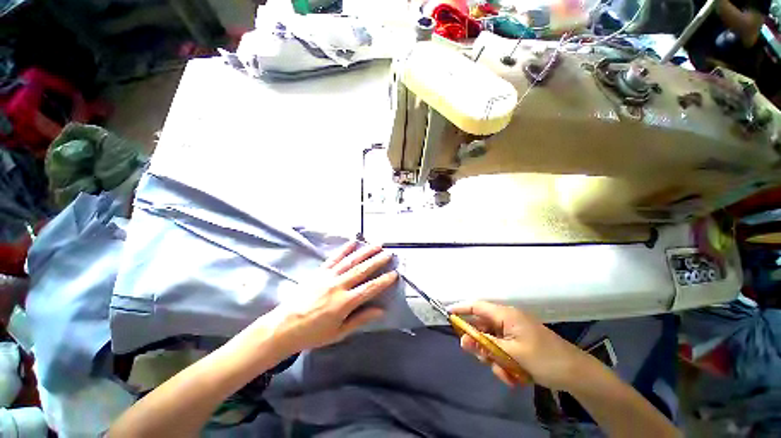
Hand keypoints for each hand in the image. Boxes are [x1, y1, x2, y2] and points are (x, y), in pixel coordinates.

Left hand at [261, 241, 397, 353]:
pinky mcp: (319, 272)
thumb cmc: (313, 333)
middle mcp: (338, 286)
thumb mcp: (339, 332)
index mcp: (344, 302)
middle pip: (362, 270)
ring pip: (351, 261)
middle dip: (377, 261)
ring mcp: (328, 276)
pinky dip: (344, 249)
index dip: (383, 281)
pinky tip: (353, 242)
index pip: (369, 288)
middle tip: (389, 254)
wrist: (284, 327)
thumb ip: (360, 319)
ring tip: (377, 245)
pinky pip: (334, 258)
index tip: (394, 273)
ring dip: (365, 252)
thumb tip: (381, 311)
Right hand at [448, 301, 589, 389]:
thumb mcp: (511, 352)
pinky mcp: (518, 344)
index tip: (448, 315)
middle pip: (482, 327)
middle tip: (481, 357)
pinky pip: (501, 351)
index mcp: (506, 315)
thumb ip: (485, 344)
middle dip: (480, 343)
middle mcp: (507, 321)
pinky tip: (513, 377)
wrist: (576, 374)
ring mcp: (513, 333)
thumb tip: (463, 338)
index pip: (477, 306)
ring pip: (491, 342)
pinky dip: (503, 363)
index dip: (461, 309)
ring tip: (505, 373)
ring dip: (493, 358)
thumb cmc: (544, 359)